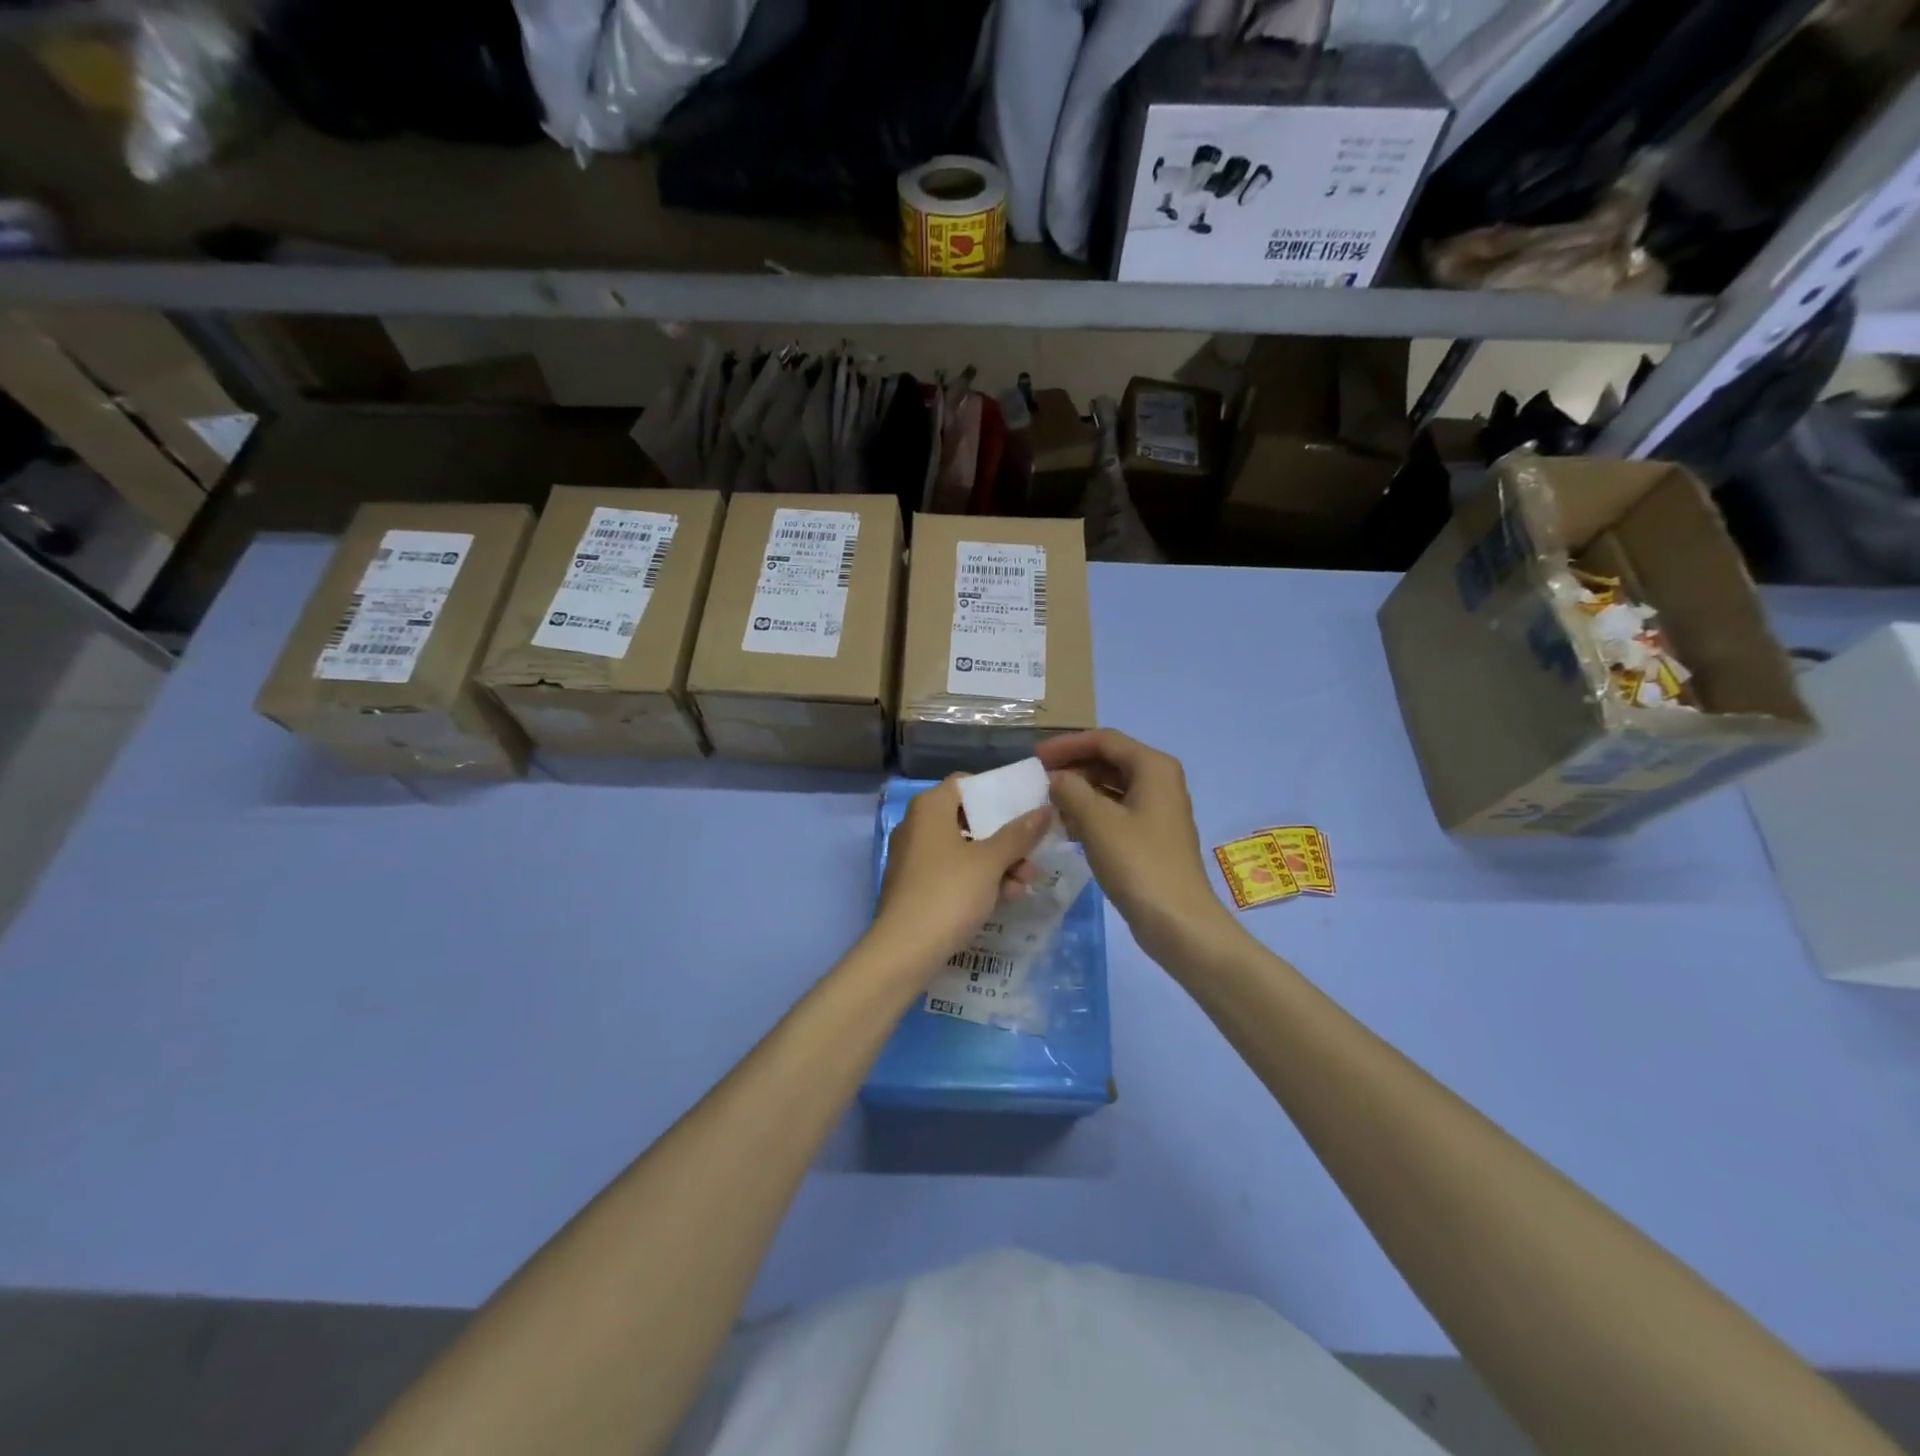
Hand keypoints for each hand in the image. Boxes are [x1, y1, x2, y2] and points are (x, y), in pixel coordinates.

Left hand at [871, 777, 1051, 976]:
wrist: (905, 949)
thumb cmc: (949, 892)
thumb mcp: (991, 862)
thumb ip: (1019, 834)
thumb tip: (1044, 810)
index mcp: (930, 808)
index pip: (965, 783)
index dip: (995, 793)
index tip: (1023, 808)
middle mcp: (917, 826)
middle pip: (969, 820)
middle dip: (1005, 838)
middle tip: (1033, 856)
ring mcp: (914, 858)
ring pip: (964, 850)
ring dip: (998, 863)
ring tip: (1025, 883)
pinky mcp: (915, 887)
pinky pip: (953, 873)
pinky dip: (978, 880)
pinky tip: (1006, 898)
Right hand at [1038, 729, 1235, 962]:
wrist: (1177, 921)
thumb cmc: (1138, 863)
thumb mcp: (1097, 822)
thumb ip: (1071, 791)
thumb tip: (1056, 779)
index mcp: (1153, 767)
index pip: (1104, 740)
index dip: (1067, 745)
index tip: (1035, 757)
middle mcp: (1159, 781)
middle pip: (1109, 761)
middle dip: (1072, 768)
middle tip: (1037, 781)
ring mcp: (1157, 810)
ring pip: (1111, 788)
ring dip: (1079, 792)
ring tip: (1046, 804)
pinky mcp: (1151, 836)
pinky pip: (1116, 812)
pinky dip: (1090, 813)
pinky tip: (1066, 828)